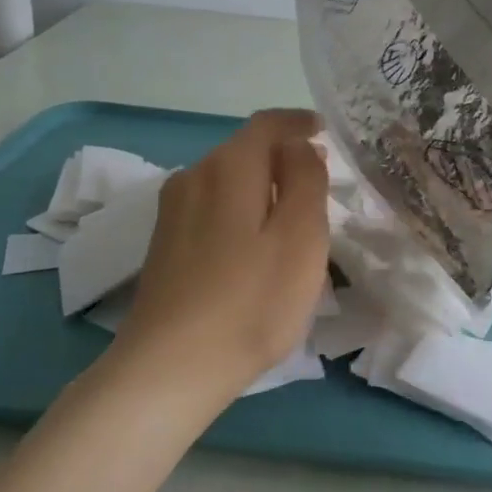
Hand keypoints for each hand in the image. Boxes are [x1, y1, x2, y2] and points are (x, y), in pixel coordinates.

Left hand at [114, 108, 330, 392]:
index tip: (326, 131)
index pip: (268, 124)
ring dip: (263, 187)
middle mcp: (193, 176)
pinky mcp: (165, 244)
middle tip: (321, 183)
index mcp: (228, 167)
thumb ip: (306, 179)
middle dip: (284, 158)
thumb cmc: (251, 300)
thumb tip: (299, 147)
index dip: (299, 122)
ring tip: (293, 216)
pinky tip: (255, 246)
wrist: (169, 369)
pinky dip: (241, 210)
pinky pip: (212, 207)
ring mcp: (172, 211)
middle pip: (246, 151)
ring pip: (228, 181)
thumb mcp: (301, 236)